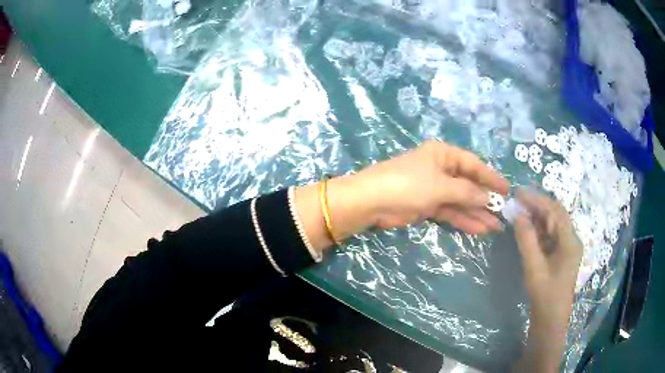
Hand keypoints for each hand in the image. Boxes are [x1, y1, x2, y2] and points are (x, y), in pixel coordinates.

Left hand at [350, 140, 509, 232]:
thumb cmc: (408, 184)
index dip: (491, 177)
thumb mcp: (441, 186)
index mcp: (443, 155)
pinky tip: (479, 229)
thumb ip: (466, 193)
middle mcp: (441, 169)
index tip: (507, 190)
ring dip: (477, 213)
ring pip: (461, 201)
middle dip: (485, 199)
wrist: (372, 202)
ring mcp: (434, 189)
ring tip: (496, 226)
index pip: (474, 164)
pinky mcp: (427, 206)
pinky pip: (450, 212)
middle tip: (504, 213)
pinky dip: (463, 220)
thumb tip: (488, 198)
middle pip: (469, 185)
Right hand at [512, 189, 582, 371]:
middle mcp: (571, 239)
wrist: (551, 320)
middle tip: (516, 201)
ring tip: (519, 212)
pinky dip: (539, 229)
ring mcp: (567, 247)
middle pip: (555, 215)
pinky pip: (551, 235)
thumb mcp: (534, 268)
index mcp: (570, 241)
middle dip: (537, 206)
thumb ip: (527, 240)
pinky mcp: (561, 255)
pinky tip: (527, 229)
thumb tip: (518, 215)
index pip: (555, 211)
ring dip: (537, 217)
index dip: (537, 199)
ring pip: (553, 224)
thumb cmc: (544, 295)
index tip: (518, 193)